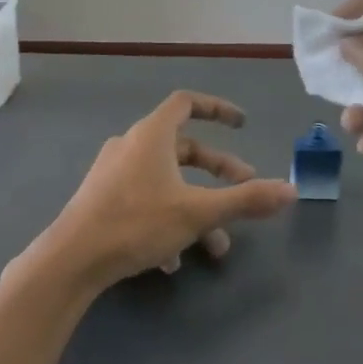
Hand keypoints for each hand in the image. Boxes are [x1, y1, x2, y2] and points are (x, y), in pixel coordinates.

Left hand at [30, 90, 297, 292]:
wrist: (71, 260)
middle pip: (182, 148)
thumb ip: (246, 200)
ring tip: (216, 244)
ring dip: (195, 206)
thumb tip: (291, 191)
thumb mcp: (198, 212)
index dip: (218, 108)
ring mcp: (113, 173)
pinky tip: (174, 260)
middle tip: (244, 188)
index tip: (242, 124)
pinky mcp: (101, 200)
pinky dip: (167, 220)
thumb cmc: (136, 223)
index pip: (187, 103)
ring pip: (165, 181)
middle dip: (217, 170)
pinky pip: (144, 201)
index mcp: (152, 135)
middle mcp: (131, 146)